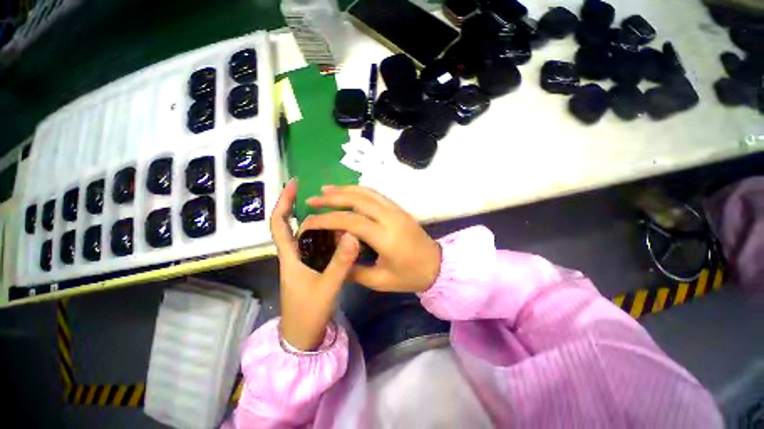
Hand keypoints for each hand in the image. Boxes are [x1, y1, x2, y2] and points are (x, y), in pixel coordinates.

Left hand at [270, 179, 360, 350]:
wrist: (303, 337)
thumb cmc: (308, 313)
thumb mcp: (327, 287)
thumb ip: (340, 263)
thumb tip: (353, 234)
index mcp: (290, 256)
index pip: (279, 223)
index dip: (283, 201)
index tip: (294, 183)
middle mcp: (295, 255)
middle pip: (295, 225)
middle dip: (304, 207)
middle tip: (326, 196)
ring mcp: (304, 262)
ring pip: (310, 235)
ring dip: (320, 222)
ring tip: (338, 212)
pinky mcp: (313, 268)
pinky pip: (320, 246)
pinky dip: (329, 237)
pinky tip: (343, 234)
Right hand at [300, 186, 441, 292]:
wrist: (437, 265)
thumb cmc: (410, 276)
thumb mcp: (380, 280)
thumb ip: (354, 270)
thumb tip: (333, 260)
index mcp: (386, 237)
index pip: (351, 221)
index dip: (327, 220)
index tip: (309, 221)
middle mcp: (390, 218)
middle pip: (358, 200)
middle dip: (332, 198)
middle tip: (312, 200)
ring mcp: (396, 210)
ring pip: (368, 192)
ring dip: (345, 189)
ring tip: (326, 190)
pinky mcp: (399, 208)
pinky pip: (376, 194)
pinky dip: (359, 190)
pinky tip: (348, 192)